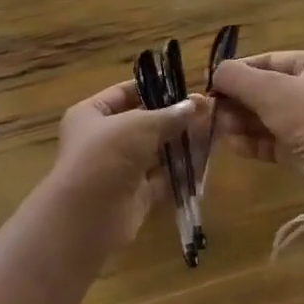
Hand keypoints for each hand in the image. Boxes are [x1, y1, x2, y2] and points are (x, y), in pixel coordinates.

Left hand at [50, 81, 205, 249]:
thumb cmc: (106, 155)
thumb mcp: (139, 125)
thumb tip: (198, 103)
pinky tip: (206, 159)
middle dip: (174, 119)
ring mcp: (118, 169)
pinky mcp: (134, 195)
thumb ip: (170, 115)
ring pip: (155, 152)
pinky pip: (161, 178)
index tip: (185, 88)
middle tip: (209, 112)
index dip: (153, 89)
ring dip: (181, 143)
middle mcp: (102, 140)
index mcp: (90, 114)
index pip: (123, 93)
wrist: (88, 215)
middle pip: (143, 124)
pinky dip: (181, 170)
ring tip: (215, 132)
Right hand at [208, 50, 303, 184]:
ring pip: (269, 117)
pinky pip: (275, 140)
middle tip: (211, 110)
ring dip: (241, 122)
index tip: (211, 83)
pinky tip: (233, 145)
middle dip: (237, 101)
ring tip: (218, 128)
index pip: (268, 61)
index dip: (238, 71)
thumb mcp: (270, 90)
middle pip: (267, 90)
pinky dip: (254, 141)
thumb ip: (237, 77)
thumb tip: (215, 72)